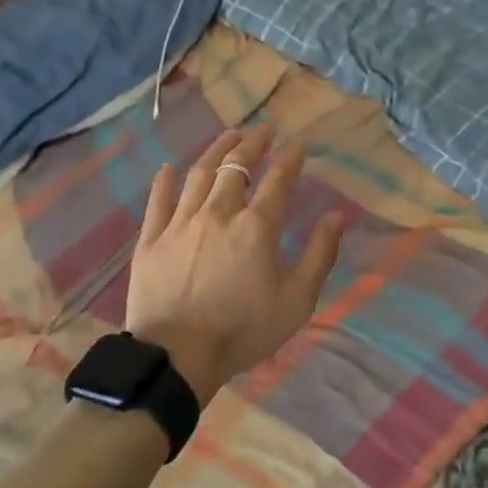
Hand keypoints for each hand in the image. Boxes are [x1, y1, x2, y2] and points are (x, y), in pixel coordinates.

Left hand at [125, 124, 344, 401]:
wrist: (176, 357)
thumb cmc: (242, 331)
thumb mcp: (296, 300)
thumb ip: (320, 255)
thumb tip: (336, 216)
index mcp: (256, 227)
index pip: (278, 180)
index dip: (290, 159)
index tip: (298, 144)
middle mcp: (218, 213)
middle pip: (236, 167)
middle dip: (252, 144)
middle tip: (262, 130)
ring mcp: (180, 223)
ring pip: (199, 175)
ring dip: (216, 151)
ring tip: (228, 136)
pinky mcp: (151, 239)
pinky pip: (158, 201)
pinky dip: (165, 181)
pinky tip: (170, 167)